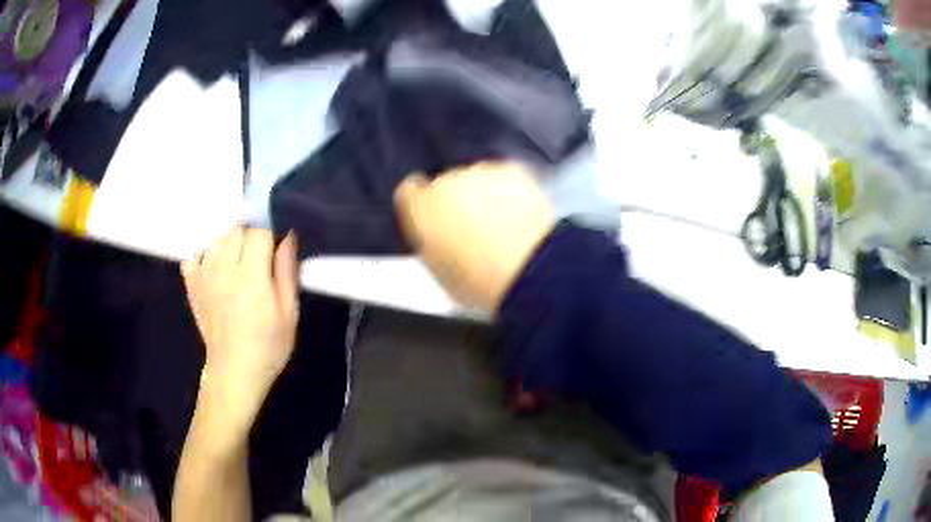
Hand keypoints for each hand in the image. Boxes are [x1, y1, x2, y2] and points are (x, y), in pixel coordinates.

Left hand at [181, 228, 298, 423]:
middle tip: (258, 263)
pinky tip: (215, 271)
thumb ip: (287, 272)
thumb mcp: (289, 313)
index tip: (274, 255)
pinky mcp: (191, 284)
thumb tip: (288, 237)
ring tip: (237, 267)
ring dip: (229, 245)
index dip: (270, 239)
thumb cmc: (268, 346)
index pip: (259, 232)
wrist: (234, 371)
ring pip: (216, 239)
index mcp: (251, 275)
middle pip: (236, 230)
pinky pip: (193, 255)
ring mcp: (203, 275)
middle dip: (250, 238)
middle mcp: (223, 268)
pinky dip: (204, 256)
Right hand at [394, 162, 554, 310]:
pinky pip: (505, 177)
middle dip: (456, 201)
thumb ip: (428, 239)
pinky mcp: (509, 170)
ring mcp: (479, 174)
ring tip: (500, 228)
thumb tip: (433, 234)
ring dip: (484, 195)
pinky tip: (517, 217)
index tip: (432, 213)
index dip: (421, 203)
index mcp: (419, 210)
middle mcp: (445, 184)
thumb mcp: (437, 268)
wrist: (525, 269)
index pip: (409, 192)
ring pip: (476, 179)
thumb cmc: (480, 279)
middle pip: (445, 185)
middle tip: (474, 230)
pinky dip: (510, 191)